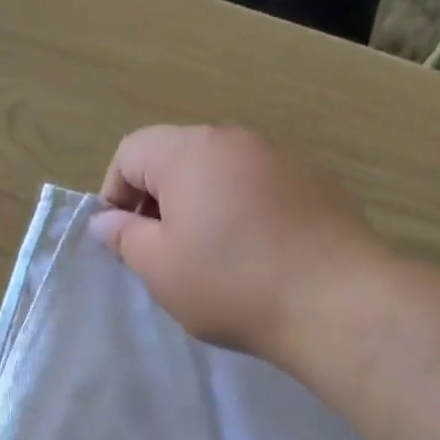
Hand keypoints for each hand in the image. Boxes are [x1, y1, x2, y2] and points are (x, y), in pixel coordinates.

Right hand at [91, 125, 380, 363]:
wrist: (333, 301)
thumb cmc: (230, 285)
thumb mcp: (160, 268)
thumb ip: (124, 238)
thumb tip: (106, 219)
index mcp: (190, 152)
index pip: (131, 151)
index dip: (114, 194)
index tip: (123, 242)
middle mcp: (237, 139)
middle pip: (178, 158)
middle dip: (159, 201)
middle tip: (163, 255)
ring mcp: (283, 156)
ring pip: (222, 174)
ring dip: (203, 207)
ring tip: (212, 259)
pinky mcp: (317, 181)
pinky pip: (261, 188)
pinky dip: (244, 212)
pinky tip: (257, 255)